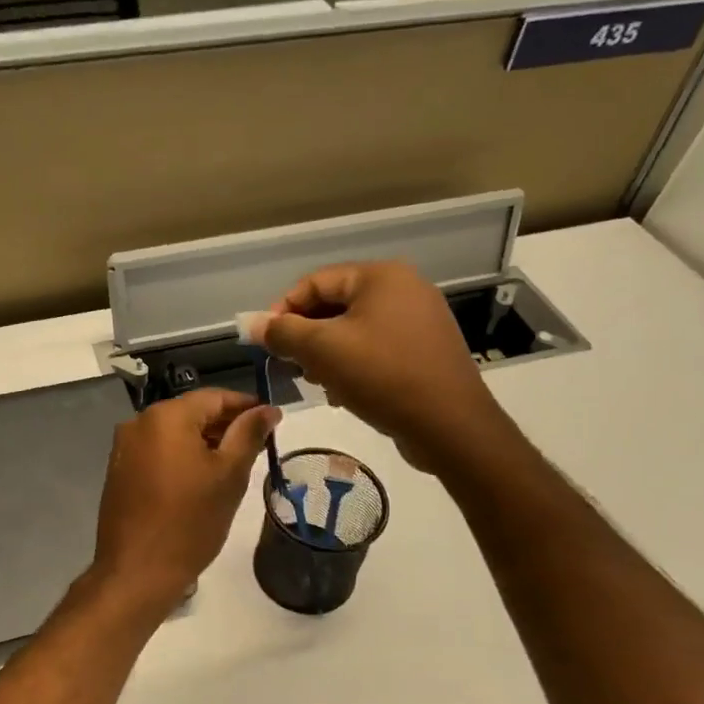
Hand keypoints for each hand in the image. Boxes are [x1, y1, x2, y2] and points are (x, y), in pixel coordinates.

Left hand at [89, 390, 280, 609]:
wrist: (137, 572)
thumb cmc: (190, 522)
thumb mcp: (229, 475)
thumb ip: (249, 434)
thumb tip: (268, 409)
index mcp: (166, 416)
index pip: (214, 397)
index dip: (246, 406)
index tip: (271, 421)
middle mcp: (139, 422)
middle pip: (192, 413)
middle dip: (225, 425)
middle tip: (256, 447)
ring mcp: (124, 447)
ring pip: (174, 433)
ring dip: (203, 443)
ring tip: (232, 466)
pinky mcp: (119, 471)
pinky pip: (157, 452)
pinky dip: (181, 457)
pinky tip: (199, 480)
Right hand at [262, 261, 507, 473]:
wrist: (451, 426)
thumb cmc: (382, 376)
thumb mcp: (322, 351)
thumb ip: (283, 332)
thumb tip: (252, 324)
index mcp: (380, 276)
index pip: (315, 282)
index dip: (283, 310)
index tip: (266, 343)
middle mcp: (404, 289)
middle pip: (335, 305)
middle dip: (306, 336)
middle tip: (290, 366)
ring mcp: (419, 320)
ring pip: (354, 330)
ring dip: (327, 354)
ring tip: (316, 382)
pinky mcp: (426, 350)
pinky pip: (376, 348)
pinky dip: (353, 364)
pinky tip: (343, 393)